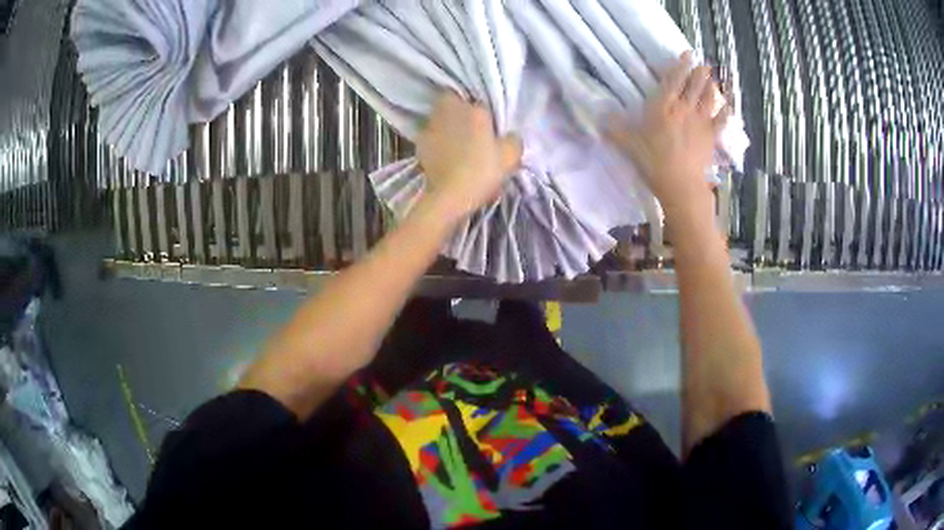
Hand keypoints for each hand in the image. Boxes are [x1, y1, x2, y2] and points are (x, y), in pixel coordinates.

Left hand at [416, 92, 521, 221]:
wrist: (449, 195)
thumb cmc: (483, 171)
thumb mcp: (511, 157)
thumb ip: (513, 139)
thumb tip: (509, 135)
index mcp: (475, 110)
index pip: (478, 100)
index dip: (481, 111)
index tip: (486, 124)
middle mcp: (450, 111)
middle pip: (451, 101)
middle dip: (457, 109)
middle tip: (467, 126)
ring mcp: (431, 125)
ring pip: (438, 116)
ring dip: (444, 124)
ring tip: (453, 141)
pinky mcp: (419, 143)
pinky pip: (429, 135)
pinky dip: (435, 140)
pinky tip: (442, 153)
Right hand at [606, 52, 730, 218]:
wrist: (681, 185)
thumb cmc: (653, 162)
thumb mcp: (628, 145)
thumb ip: (615, 129)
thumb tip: (600, 117)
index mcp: (663, 106)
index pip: (673, 79)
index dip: (681, 64)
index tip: (687, 53)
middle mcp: (684, 108)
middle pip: (694, 85)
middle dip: (699, 72)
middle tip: (703, 64)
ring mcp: (701, 122)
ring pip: (708, 98)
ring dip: (711, 86)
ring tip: (712, 78)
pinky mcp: (711, 137)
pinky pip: (721, 120)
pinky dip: (726, 112)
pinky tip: (728, 106)